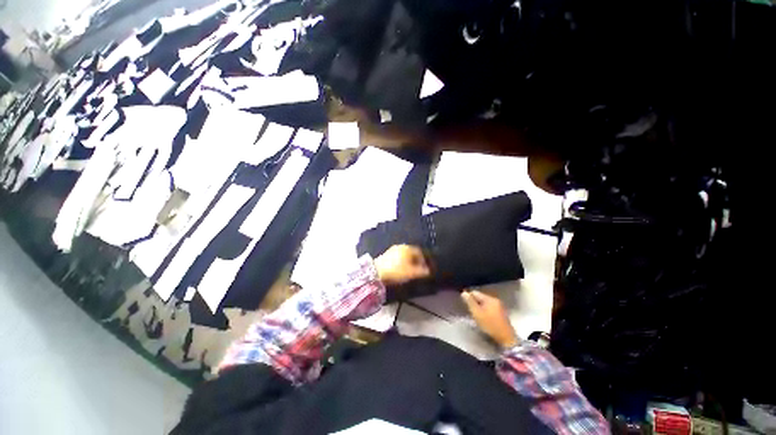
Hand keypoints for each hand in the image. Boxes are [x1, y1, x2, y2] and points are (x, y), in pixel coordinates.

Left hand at [374, 245, 430, 285]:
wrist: (377, 272)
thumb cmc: (396, 271)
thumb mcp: (411, 272)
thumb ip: (421, 271)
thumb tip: (428, 271)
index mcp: (407, 248)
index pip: (419, 252)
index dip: (423, 260)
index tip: (424, 268)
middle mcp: (400, 246)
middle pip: (411, 252)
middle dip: (416, 261)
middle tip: (418, 270)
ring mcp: (392, 250)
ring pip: (404, 255)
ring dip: (408, 262)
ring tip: (409, 271)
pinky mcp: (386, 254)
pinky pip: (397, 257)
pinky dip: (401, 262)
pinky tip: (400, 269)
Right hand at [461, 290, 518, 348]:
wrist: (506, 338)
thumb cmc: (490, 325)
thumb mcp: (477, 313)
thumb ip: (470, 302)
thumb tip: (464, 293)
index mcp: (490, 298)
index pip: (475, 293)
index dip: (469, 297)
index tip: (466, 305)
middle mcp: (495, 300)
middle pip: (481, 297)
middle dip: (475, 303)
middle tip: (472, 312)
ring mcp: (500, 306)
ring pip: (485, 303)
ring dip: (480, 307)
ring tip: (477, 316)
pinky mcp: (502, 313)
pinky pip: (490, 308)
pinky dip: (485, 311)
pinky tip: (484, 318)